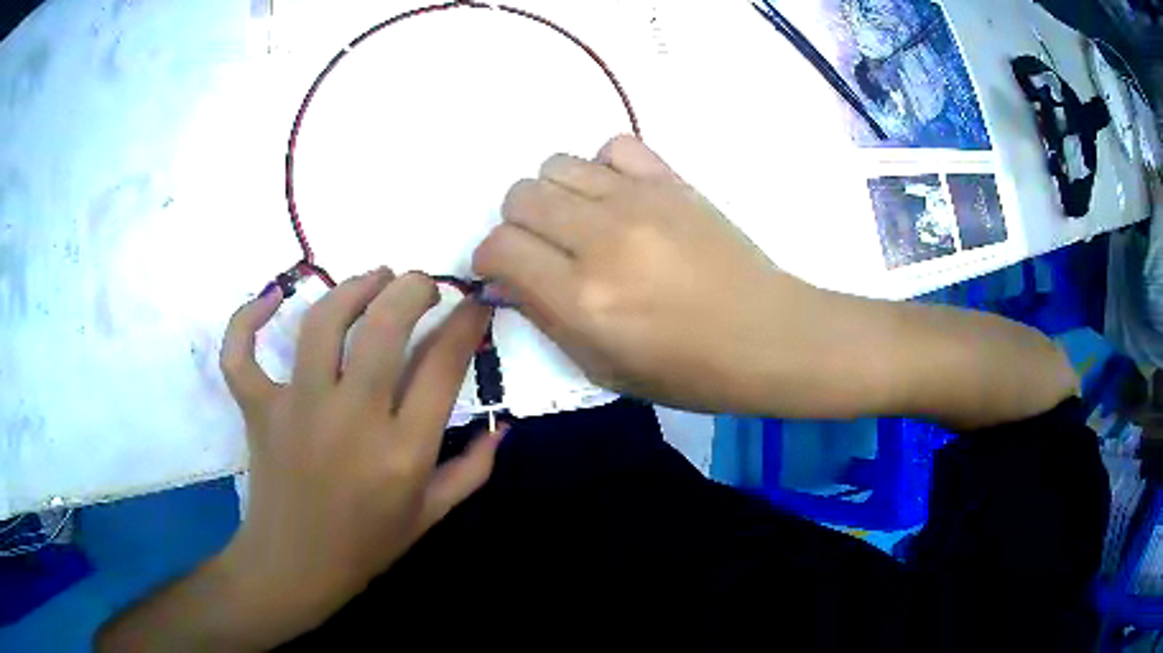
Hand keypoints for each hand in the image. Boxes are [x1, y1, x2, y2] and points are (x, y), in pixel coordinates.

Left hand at [217, 269, 503, 643]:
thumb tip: (504, 425)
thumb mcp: (432, 515)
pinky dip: (248, 318)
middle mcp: (352, 420)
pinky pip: (241, 352)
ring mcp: (297, 409)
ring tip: (374, 277)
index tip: (474, 304)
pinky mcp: (258, 409)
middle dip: (413, 289)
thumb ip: (475, 469)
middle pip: (385, 326)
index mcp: (403, 452)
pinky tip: (272, 297)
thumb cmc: (366, 545)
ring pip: (323, 322)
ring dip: (354, 287)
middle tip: (423, 285)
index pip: (442, 365)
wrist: (295, 567)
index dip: (465, 323)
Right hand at [474, 135, 809, 412]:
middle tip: (541, 249)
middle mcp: (601, 240)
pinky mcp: (671, 181)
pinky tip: (617, 196)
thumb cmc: (687, 370)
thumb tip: (507, 278)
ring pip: (556, 164)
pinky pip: (612, 146)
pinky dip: (602, 167)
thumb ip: (545, 317)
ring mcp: (639, 201)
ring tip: (578, 221)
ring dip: (553, 194)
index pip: (500, 247)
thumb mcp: (602, 368)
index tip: (503, 271)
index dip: (489, 259)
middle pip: (520, 196)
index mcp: (582, 298)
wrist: (765, 335)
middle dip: (516, 225)